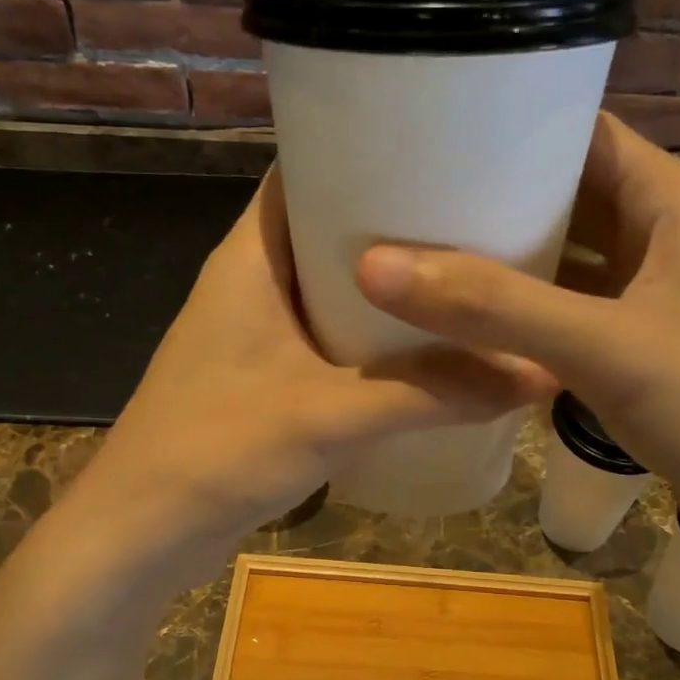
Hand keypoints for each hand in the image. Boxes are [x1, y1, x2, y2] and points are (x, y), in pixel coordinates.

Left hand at [75, 167, 553, 559]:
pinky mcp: (267, 375)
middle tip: (479, 213)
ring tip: (467, 271)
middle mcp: (253, 281)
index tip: (444, 146)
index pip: (306, 169)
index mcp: (251, 256)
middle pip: (330, 226)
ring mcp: (258, 331)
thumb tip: (537, 372)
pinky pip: (330, 334)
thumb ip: (431, 393)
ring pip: (334, 286)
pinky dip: (373, 334)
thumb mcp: (331, 415)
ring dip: (389, 285)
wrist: (142, 532)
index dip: (367, 148)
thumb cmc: (218, 450)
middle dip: (396, 221)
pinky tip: (427, 345)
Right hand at [355, 112, 679, 578]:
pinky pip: (577, 320)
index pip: (583, 134)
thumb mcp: (607, 347)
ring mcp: (663, 302)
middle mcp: (671, 240)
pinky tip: (473, 331)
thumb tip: (374, 265)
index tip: (427, 136)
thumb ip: (493, 306)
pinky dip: (530, 322)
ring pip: (571, 267)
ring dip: (509, 268)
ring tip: (421, 260)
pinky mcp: (652, 357)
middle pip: (570, 201)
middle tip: (404, 205)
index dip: (510, 130)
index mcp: (677, 202)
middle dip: (494, 203)